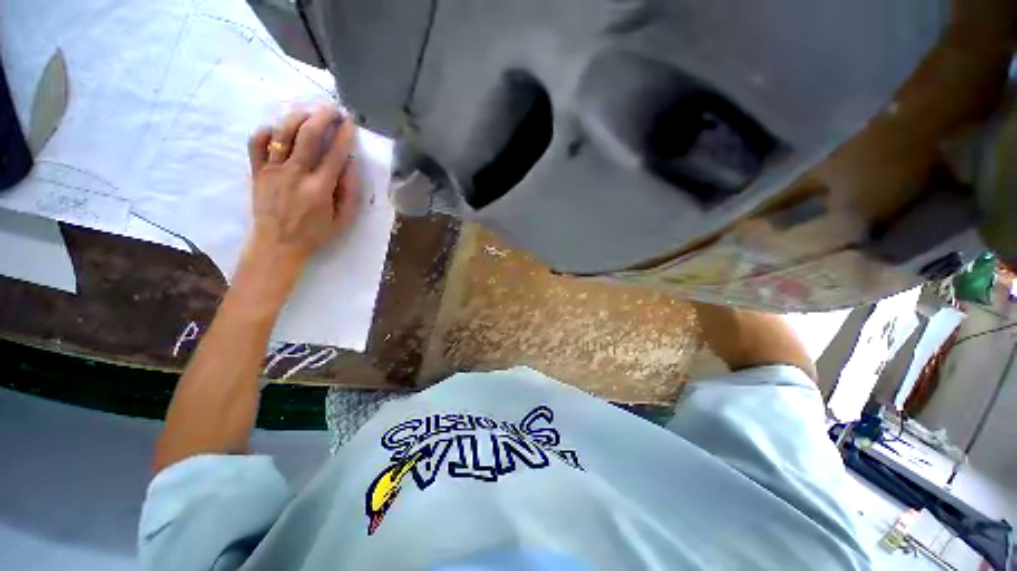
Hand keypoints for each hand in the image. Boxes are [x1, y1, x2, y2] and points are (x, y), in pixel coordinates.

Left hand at [245, 106, 360, 269]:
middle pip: (308, 135)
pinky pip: (256, 142)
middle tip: (333, 109)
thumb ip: (350, 193)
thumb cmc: (315, 234)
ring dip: (298, 117)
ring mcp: (272, 170)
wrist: (277, 244)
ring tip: (309, 111)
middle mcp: (295, 173)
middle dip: (323, 117)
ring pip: (283, 133)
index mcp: (319, 188)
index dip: (344, 136)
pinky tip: (279, 129)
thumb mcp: (343, 220)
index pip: (335, 154)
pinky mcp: (257, 170)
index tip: (351, 123)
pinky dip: (267, 130)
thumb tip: (350, 165)